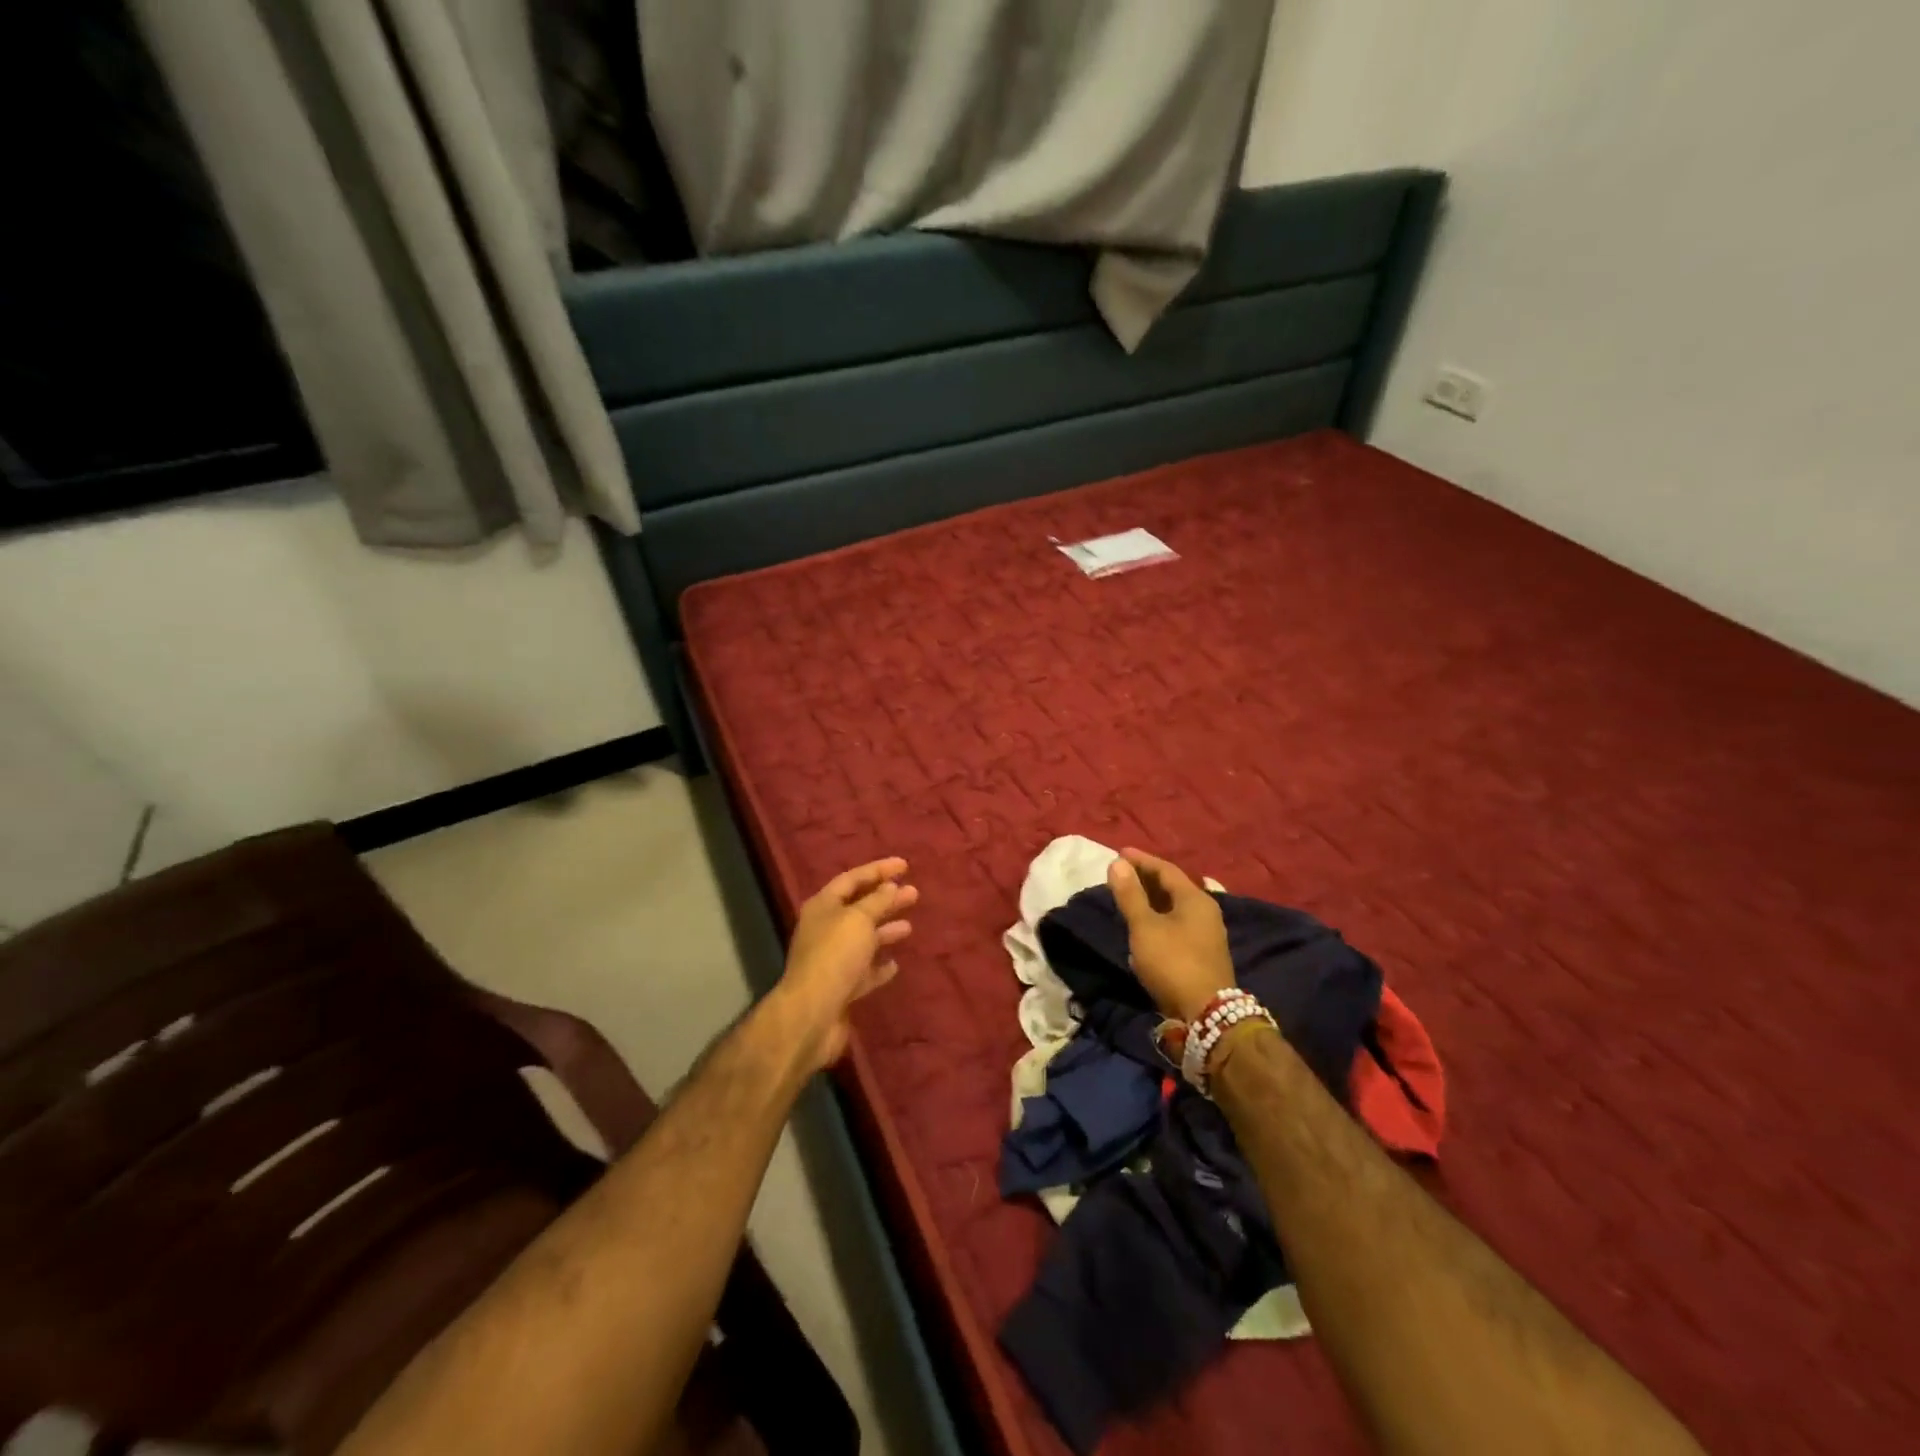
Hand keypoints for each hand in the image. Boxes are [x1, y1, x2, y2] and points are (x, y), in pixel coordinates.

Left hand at [775, 857, 917, 1071]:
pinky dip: (878, 966)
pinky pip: (863, 971)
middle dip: (886, 900)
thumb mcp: (859, 919)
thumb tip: (890, 886)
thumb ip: (877, 901)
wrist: (812, 1014)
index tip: (905, 866)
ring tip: (909, 927)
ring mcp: (832, 960)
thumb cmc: (835, 956)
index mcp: (823, 907)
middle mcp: (825, 929)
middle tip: (914, 894)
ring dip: (885, 931)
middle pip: (860, 908)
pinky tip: (894, 965)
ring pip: (863, 939)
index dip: (878, 870)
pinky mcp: (841, 987)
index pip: (852, 879)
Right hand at [1107, 847, 1234, 1023]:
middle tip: (1122, 873)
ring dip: (1151, 900)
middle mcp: (1206, 911)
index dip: (1141, 860)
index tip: (1119, 853)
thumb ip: (1130, 895)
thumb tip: (1117, 863)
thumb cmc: (1173, 962)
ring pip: (1175, 907)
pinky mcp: (1203, 954)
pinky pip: (1177, 924)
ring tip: (1129, 897)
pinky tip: (1144, 926)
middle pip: (1173, 887)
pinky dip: (1158, 918)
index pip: (1166, 869)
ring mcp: (1207, 934)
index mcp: (1195, 899)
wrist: (1206, 1014)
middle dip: (1146, 878)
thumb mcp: (1145, 927)